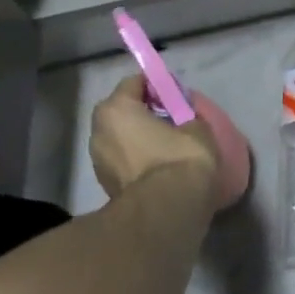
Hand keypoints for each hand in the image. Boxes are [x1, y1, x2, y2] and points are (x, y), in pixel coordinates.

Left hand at [89, 76, 220, 208]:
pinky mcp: (105, 185)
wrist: (167, 211)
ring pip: (121, 138)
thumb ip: (186, 113)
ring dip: (139, 138)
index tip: (176, 95)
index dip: (157, 85)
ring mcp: (98, 160)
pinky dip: (138, 159)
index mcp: (115, 109)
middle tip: (171, 120)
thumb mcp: (196, 126)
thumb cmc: (180, 158)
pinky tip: (159, 166)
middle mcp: (98, 130)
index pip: (135, 82)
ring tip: (166, 146)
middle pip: (123, 111)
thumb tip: (184, 114)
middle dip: (143, 112)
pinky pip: (124, 160)